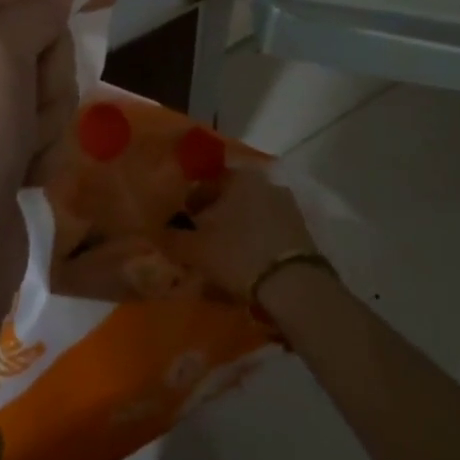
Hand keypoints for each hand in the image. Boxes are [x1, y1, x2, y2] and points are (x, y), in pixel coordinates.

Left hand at [0, 0, 77, 315]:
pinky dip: (42, 150)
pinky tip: (24, 177)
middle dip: (44, 79)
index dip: (52, 6)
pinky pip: (39, 128)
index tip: (105, 0)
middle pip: (31, 44)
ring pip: (43, 88)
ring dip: (46, 119)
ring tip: (21, 153)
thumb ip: (32, 15)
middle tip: (26, 111)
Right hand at [159, 164, 320, 301]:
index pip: (206, 183)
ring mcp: (285, 203)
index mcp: (239, 176)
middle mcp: (264, 181)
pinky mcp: (300, 228)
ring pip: (249, 214)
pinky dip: (254, 241)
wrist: (293, 283)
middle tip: (200, 242)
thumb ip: (174, 238)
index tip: (182, 226)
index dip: (190, 205)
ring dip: (235, 230)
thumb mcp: (197, 248)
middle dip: (214, 217)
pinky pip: (267, 230)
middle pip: (230, 197)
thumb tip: (159, 232)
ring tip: (223, 257)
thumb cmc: (239, 253)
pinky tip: (247, 263)